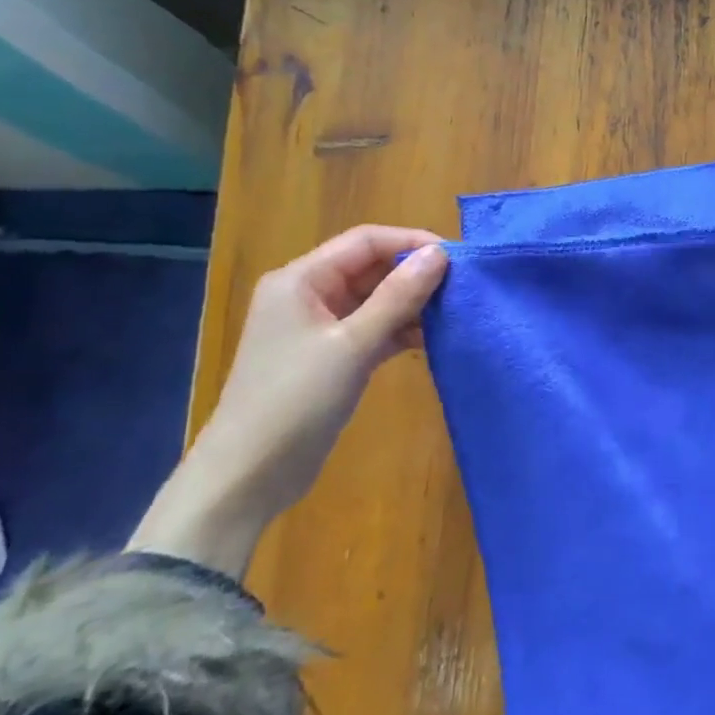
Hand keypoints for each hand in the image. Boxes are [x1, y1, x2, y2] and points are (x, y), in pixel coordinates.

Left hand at [130, 226, 449, 574]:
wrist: (251, 473)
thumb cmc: (296, 399)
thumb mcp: (353, 344)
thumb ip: (399, 296)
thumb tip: (440, 254)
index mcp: (301, 280)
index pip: (366, 241)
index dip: (412, 242)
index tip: (458, 259)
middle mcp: (309, 294)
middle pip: (372, 267)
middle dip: (416, 274)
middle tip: (464, 287)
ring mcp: (320, 327)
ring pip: (377, 299)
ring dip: (413, 304)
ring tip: (455, 312)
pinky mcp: (332, 356)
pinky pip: (374, 328)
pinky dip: (402, 330)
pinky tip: (433, 339)